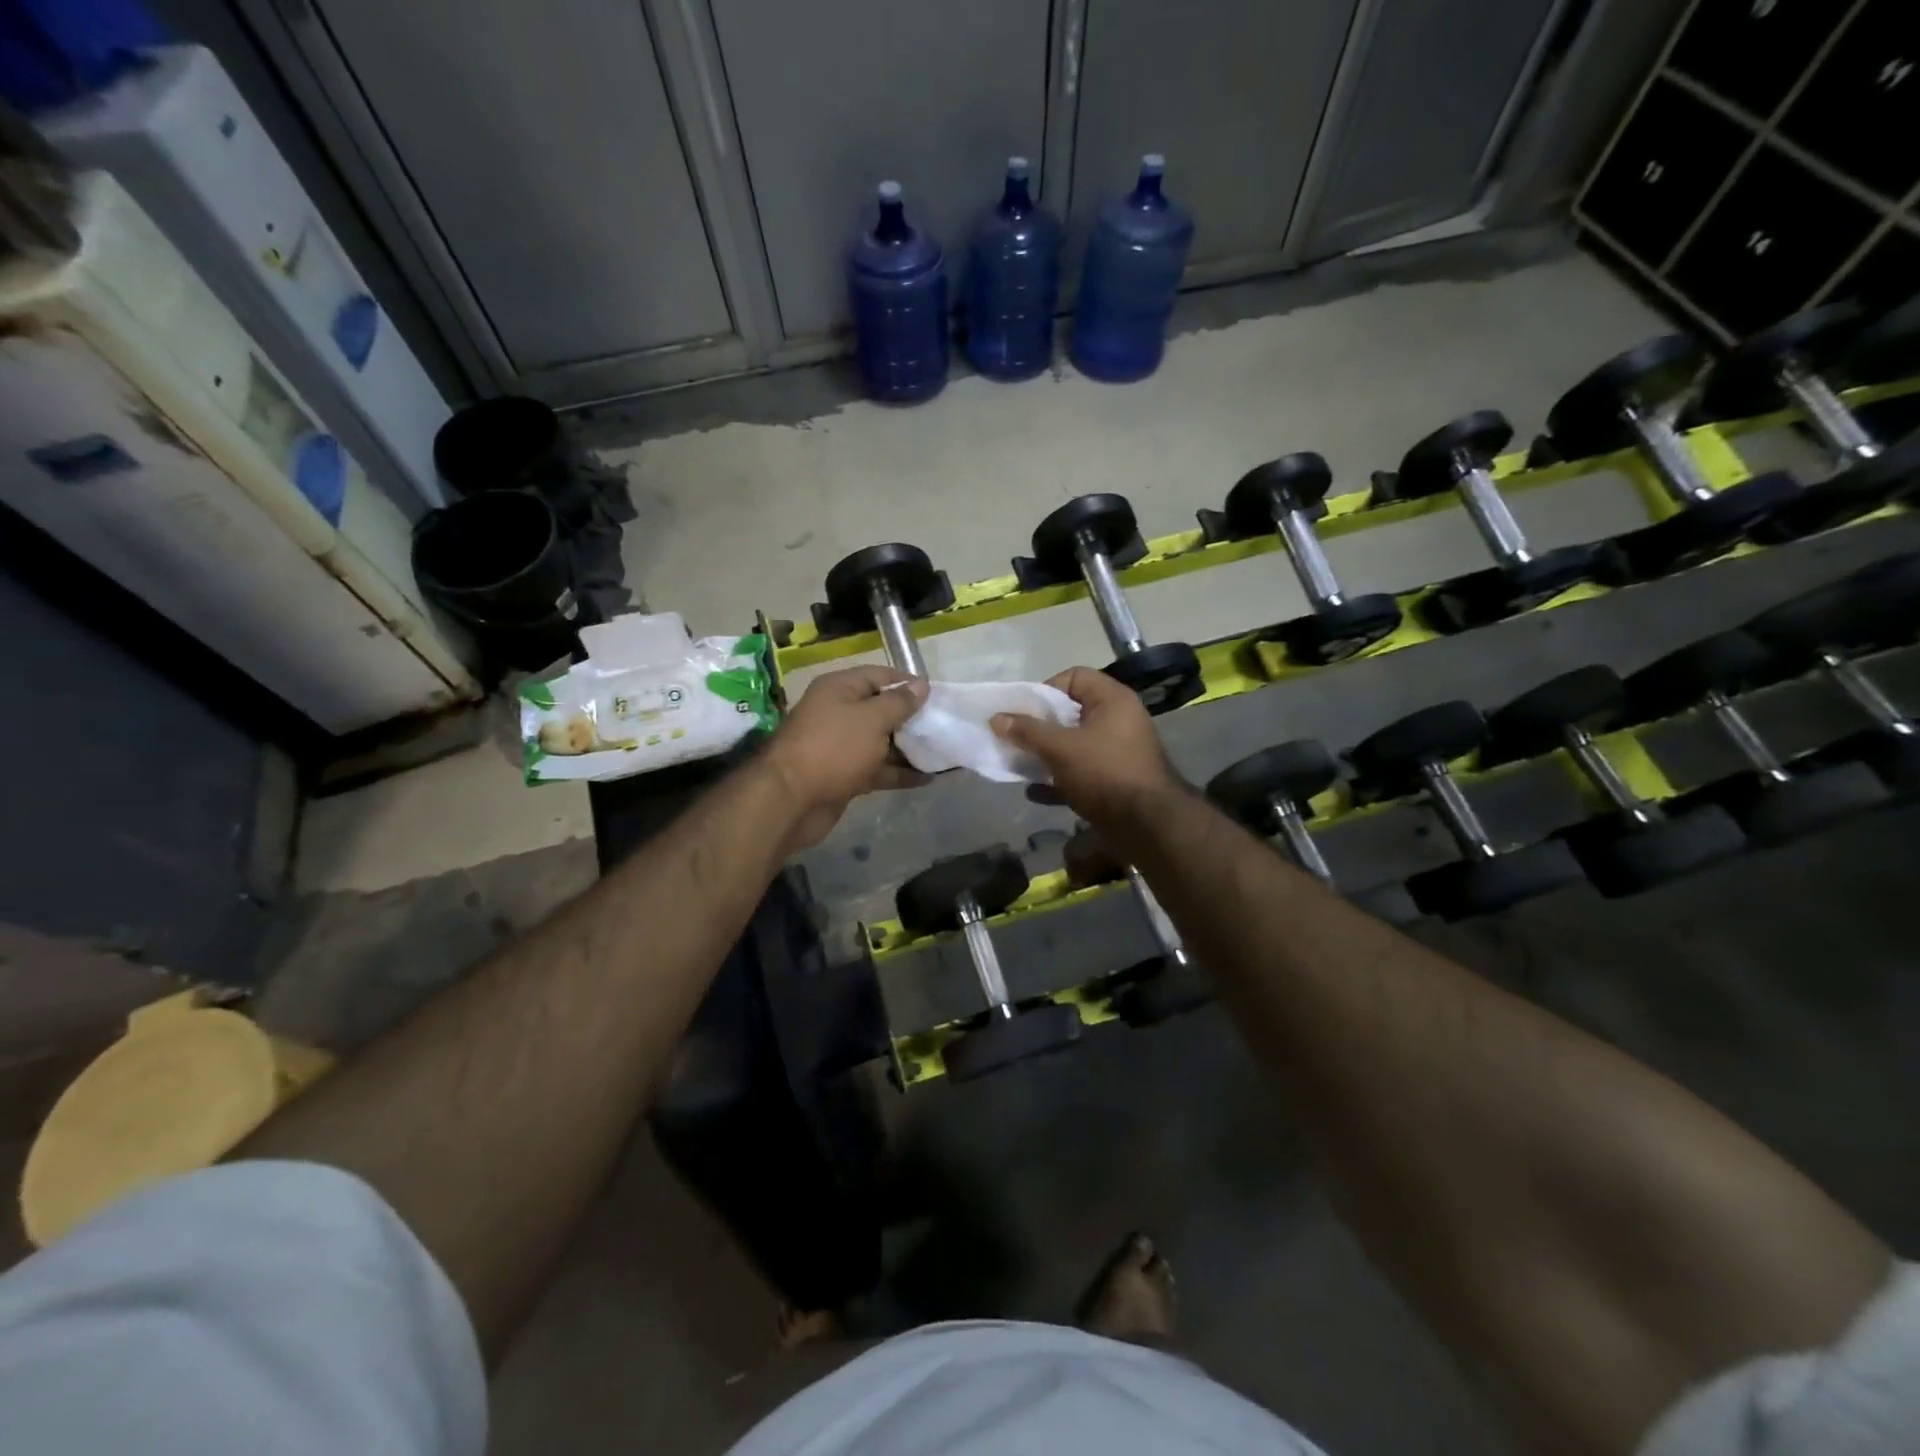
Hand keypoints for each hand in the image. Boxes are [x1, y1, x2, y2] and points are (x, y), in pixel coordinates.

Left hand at [763, 666, 929, 848]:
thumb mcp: (872, 719)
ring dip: (909, 748)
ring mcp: (841, 746)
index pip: (880, 676)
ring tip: (943, 753)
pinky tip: (928, 779)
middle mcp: (838, 712)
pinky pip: (877, 768)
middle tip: (944, 726)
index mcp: (840, 688)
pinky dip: (899, 772)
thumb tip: (921, 684)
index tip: (937, 696)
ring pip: (881, 742)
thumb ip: (899, 702)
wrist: (791, 800)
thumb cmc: (834, 748)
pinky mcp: (844, 775)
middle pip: (881, 709)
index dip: (908, 683)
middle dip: (912, 718)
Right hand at [992, 667, 1183, 829]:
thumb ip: (1027, 731)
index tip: (1024, 712)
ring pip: (1074, 745)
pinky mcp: (1114, 782)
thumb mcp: (1061, 748)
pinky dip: (1058, 780)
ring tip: (1021, 764)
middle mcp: (1118, 721)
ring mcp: (1118, 753)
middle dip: (1040, 726)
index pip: (1074, 677)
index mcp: (1113, 701)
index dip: (1046, 689)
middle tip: (1017, 739)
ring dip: (1046, 754)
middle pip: (1071, 712)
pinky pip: (1080, 773)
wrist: (1147, 826)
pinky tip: (1034, 792)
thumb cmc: (1104, 773)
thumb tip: (996, 718)